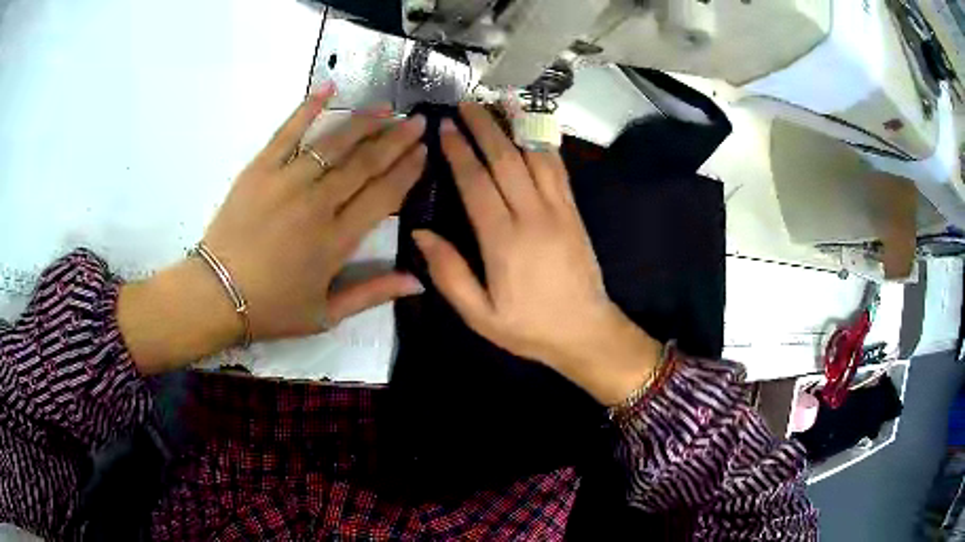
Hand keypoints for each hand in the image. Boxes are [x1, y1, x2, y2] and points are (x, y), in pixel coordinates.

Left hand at [119, 84, 426, 373]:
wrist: (216, 295)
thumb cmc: (272, 308)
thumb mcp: (327, 314)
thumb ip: (373, 294)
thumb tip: (419, 282)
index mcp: (337, 240)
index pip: (384, 195)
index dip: (408, 170)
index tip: (424, 150)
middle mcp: (318, 204)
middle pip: (366, 163)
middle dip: (396, 139)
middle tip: (417, 121)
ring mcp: (287, 181)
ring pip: (335, 143)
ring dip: (364, 122)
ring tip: (386, 108)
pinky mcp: (260, 169)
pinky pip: (288, 131)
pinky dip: (308, 107)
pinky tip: (329, 87)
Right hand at [413, 103, 660, 404]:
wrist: (586, 331)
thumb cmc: (528, 327)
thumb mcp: (479, 315)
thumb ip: (448, 273)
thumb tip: (421, 233)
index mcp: (503, 241)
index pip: (476, 182)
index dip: (458, 150)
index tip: (444, 125)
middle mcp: (532, 216)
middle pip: (505, 159)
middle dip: (483, 127)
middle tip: (465, 103)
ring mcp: (558, 209)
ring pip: (533, 156)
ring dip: (514, 126)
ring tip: (497, 102)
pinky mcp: (574, 211)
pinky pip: (557, 168)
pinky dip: (543, 143)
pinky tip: (532, 127)